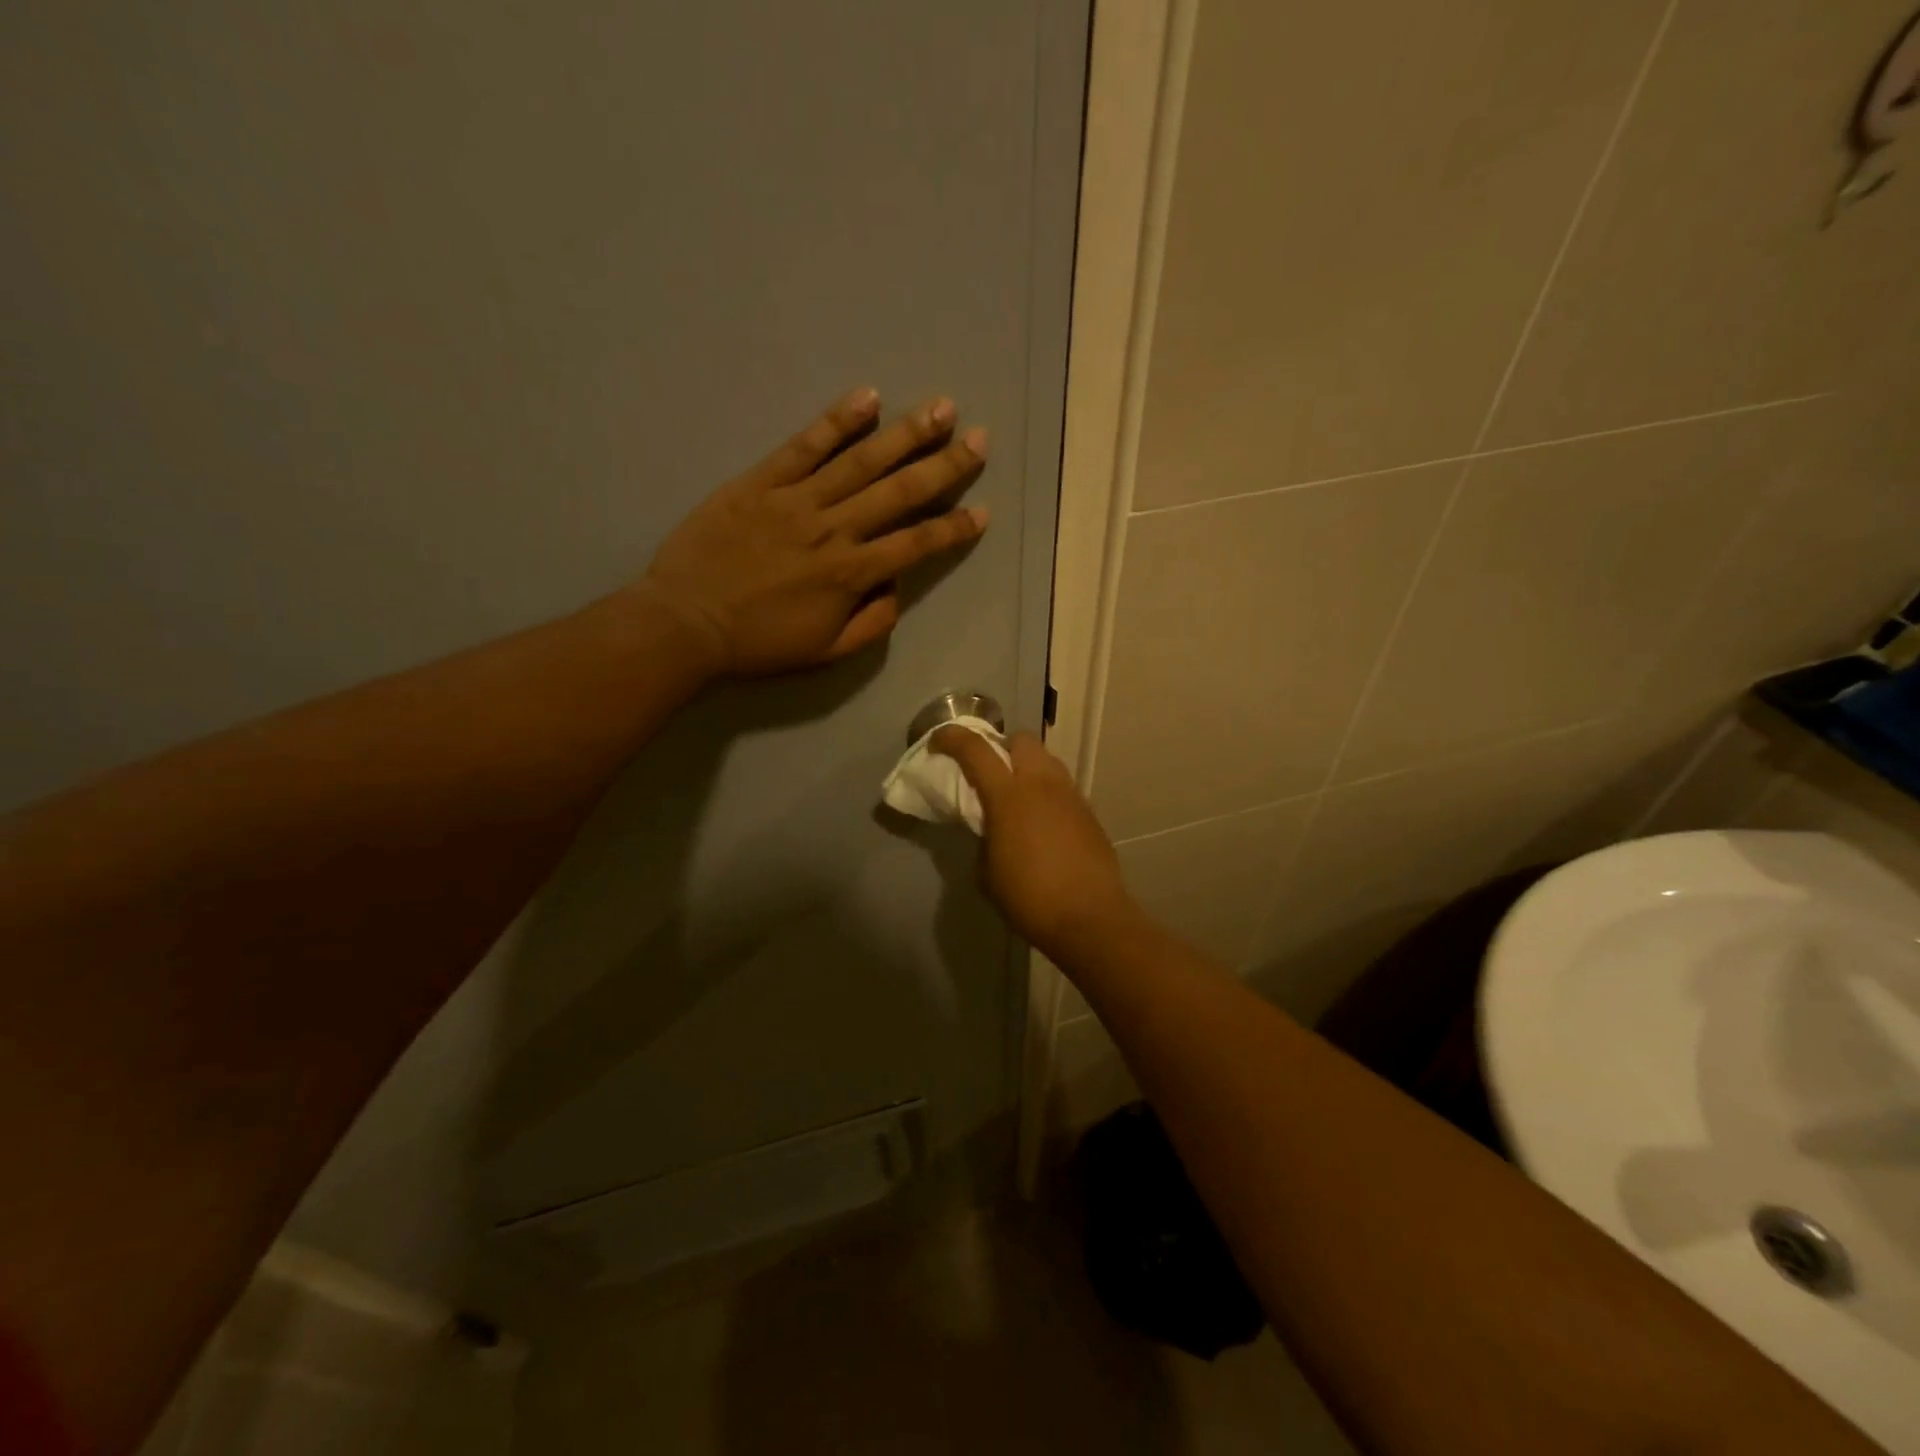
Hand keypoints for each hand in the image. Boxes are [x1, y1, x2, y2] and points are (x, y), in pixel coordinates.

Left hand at [635, 388, 988, 677]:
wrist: (686, 623)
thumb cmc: (759, 643)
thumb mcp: (825, 652)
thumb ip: (871, 622)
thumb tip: (896, 586)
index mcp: (851, 574)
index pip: (916, 544)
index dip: (953, 528)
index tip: (983, 511)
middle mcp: (834, 529)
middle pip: (900, 492)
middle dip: (945, 465)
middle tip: (980, 438)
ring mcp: (797, 500)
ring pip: (861, 461)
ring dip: (905, 433)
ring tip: (941, 408)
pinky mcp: (761, 481)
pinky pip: (804, 445)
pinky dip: (836, 421)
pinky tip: (868, 398)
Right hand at [931, 727, 1138, 961]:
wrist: (1090, 918)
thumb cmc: (1029, 898)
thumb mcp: (987, 873)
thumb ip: (984, 839)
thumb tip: (992, 830)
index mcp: (1009, 795)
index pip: (975, 749)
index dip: (952, 738)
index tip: (937, 742)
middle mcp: (1041, 784)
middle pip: (1021, 740)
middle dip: (1001, 747)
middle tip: (988, 772)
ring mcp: (1070, 795)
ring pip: (1046, 759)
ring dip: (1027, 767)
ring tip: (1017, 797)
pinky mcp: (1088, 812)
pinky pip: (1062, 786)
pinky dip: (1046, 792)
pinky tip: (1041, 822)